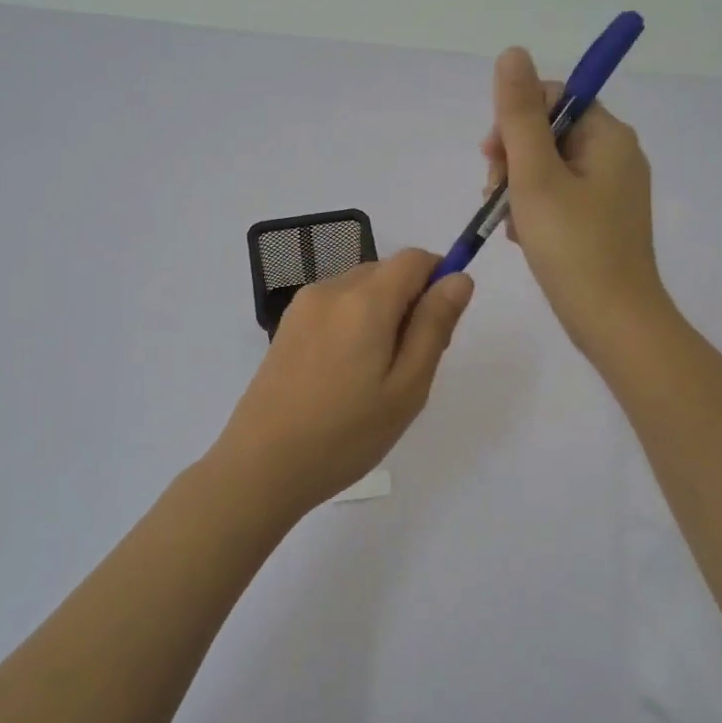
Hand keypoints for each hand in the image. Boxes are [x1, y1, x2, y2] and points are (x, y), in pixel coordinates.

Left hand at [211, 249, 474, 516]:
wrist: (262, 465)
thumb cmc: (346, 434)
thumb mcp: (407, 386)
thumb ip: (435, 325)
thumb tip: (459, 278)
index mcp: (365, 299)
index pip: (414, 258)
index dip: (438, 279)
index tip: (439, 327)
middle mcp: (331, 289)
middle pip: (386, 272)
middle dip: (410, 303)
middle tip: (409, 365)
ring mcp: (303, 306)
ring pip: (360, 290)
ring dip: (381, 315)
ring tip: (374, 377)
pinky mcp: (287, 326)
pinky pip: (335, 307)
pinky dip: (353, 325)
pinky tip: (345, 375)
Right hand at [482, 46, 670, 358]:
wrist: (613, 322)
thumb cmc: (574, 246)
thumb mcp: (536, 176)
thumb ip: (519, 115)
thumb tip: (512, 52)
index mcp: (609, 137)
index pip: (555, 99)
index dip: (516, 120)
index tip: (493, 156)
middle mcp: (616, 156)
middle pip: (549, 134)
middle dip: (513, 160)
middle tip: (496, 195)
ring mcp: (611, 192)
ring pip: (548, 169)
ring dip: (518, 189)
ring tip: (511, 225)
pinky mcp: (601, 222)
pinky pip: (559, 198)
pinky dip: (535, 211)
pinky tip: (524, 239)